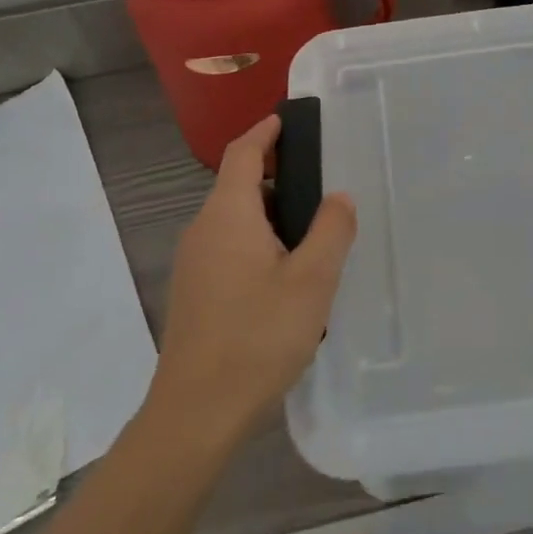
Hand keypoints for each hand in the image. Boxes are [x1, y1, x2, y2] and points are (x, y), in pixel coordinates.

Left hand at [151, 114, 356, 440]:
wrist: (195, 414)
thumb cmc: (256, 337)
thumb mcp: (311, 281)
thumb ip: (332, 230)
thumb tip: (338, 197)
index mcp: (228, 214)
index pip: (242, 152)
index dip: (265, 131)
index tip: (288, 118)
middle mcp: (203, 230)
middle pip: (239, 185)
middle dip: (277, 176)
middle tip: (321, 183)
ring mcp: (194, 263)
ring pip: (235, 220)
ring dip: (271, 215)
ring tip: (314, 233)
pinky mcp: (195, 293)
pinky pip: (229, 247)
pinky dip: (258, 242)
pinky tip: (287, 276)